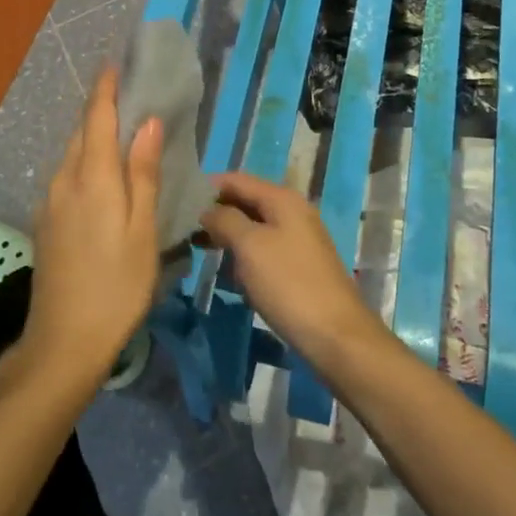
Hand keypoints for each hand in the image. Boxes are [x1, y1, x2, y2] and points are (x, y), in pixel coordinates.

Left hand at [16, 68, 161, 387]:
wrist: (62, 342)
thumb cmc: (116, 285)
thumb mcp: (142, 229)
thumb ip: (142, 173)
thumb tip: (147, 122)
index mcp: (91, 177)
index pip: (95, 117)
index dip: (105, 88)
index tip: (114, 62)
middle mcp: (64, 181)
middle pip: (80, 133)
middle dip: (100, 109)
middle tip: (128, 96)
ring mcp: (50, 203)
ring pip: (72, 156)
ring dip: (92, 137)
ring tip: (120, 133)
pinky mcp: (46, 224)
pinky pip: (66, 177)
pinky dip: (85, 163)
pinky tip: (102, 178)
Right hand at [200, 173, 386, 371]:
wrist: (336, 335)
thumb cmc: (288, 284)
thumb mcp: (249, 246)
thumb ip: (225, 220)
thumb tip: (208, 210)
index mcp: (282, 199)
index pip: (237, 179)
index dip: (208, 187)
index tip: (179, 201)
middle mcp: (293, 211)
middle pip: (246, 201)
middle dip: (216, 212)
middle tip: (184, 228)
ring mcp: (298, 239)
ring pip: (254, 227)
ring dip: (228, 235)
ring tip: (198, 248)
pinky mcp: (299, 266)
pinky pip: (264, 249)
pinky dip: (244, 255)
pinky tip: (229, 273)